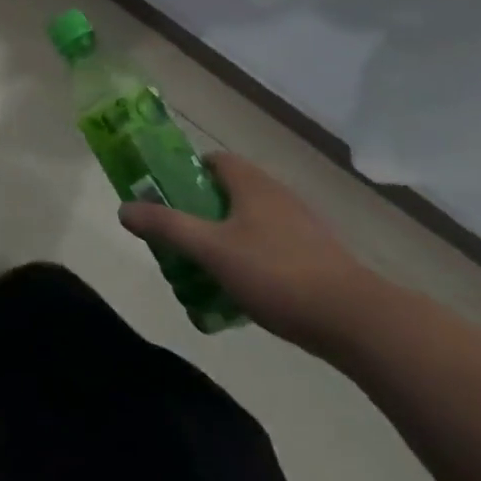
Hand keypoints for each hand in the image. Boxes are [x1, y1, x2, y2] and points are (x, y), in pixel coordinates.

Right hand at [119, 153, 379, 354]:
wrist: (357, 320)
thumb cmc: (276, 272)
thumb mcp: (211, 250)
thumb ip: (166, 227)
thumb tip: (123, 209)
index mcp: (251, 182)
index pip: (213, 160)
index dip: (187, 174)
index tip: (170, 200)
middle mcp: (276, 194)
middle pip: (230, 192)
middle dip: (203, 212)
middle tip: (183, 240)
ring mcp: (302, 225)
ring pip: (252, 222)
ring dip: (229, 238)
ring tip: (211, 270)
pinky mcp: (320, 257)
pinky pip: (274, 246)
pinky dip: (255, 259)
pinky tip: (249, 291)